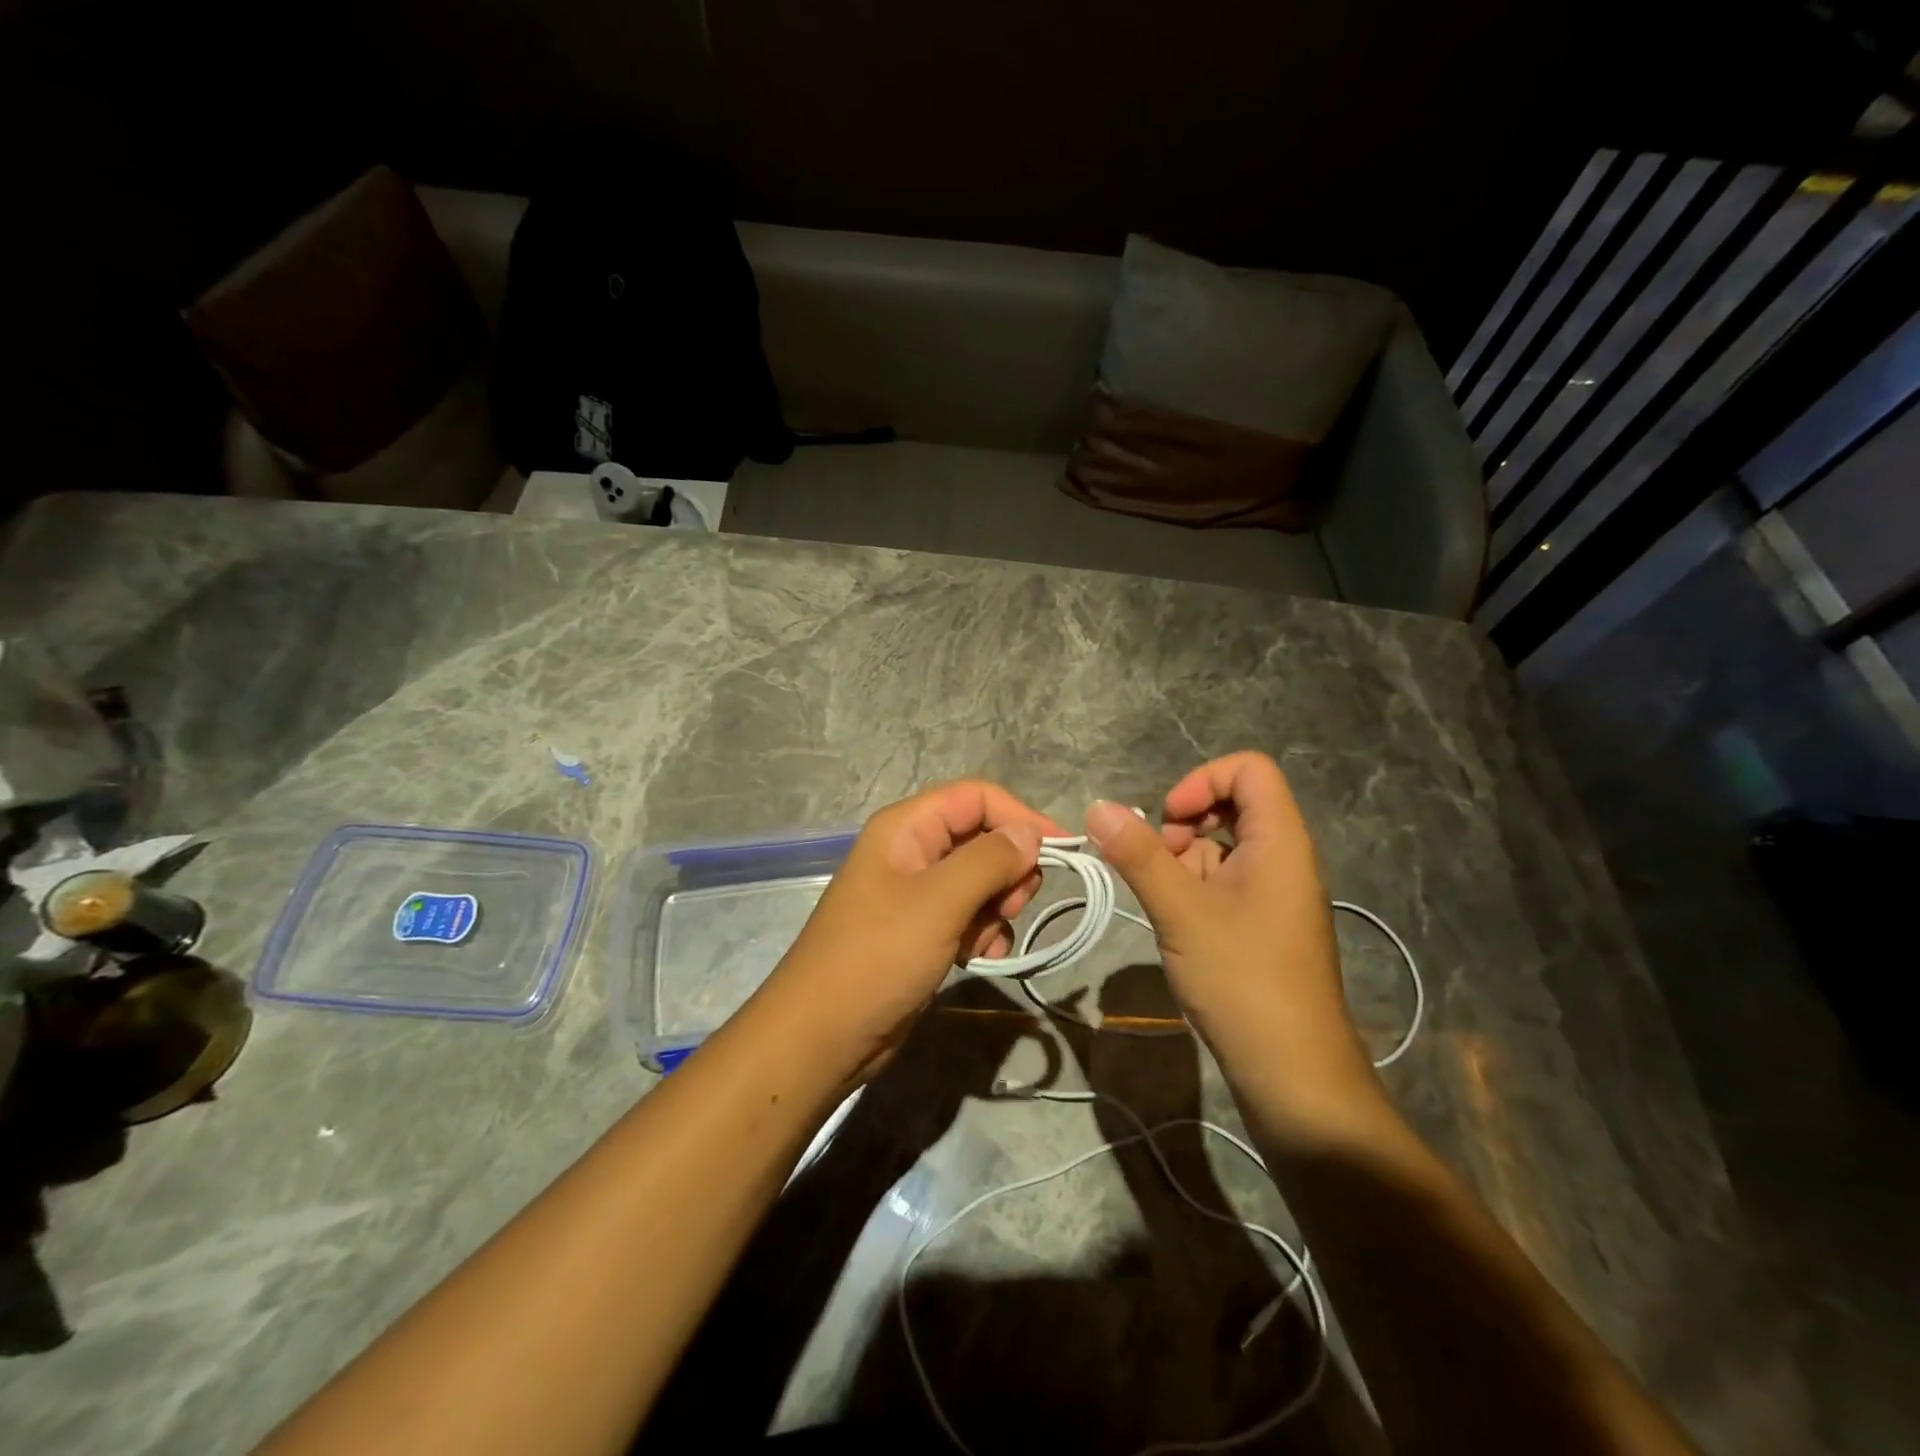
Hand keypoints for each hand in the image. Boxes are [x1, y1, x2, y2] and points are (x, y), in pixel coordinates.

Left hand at [765, 780, 1060, 1083]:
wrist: (823, 1035)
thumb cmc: (878, 957)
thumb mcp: (939, 902)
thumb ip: (989, 860)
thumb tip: (1030, 834)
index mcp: (907, 827)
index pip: (977, 797)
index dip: (1020, 817)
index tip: (1061, 851)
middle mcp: (912, 851)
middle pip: (982, 837)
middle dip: (1008, 869)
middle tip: (1013, 904)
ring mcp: (916, 893)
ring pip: (980, 879)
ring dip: (997, 906)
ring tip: (987, 938)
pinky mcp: (922, 929)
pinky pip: (969, 914)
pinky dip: (983, 931)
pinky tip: (979, 957)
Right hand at [1085, 752, 1368, 1082]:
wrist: (1294, 1074)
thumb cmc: (1243, 980)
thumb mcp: (1181, 912)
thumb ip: (1138, 855)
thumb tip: (1097, 807)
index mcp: (1280, 841)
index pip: (1249, 770)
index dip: (1202, 781)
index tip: (1168, 821)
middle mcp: (1284, 859)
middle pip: (1234, 805)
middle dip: (1186, 823)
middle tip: (1160, 864)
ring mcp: (1274, 894)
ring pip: (1223, 847)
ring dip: (1185, 861)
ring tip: (1164, 902)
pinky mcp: (1263, 926)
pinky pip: (1226, 882)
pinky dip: (1194, 889)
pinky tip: (1176, 923)